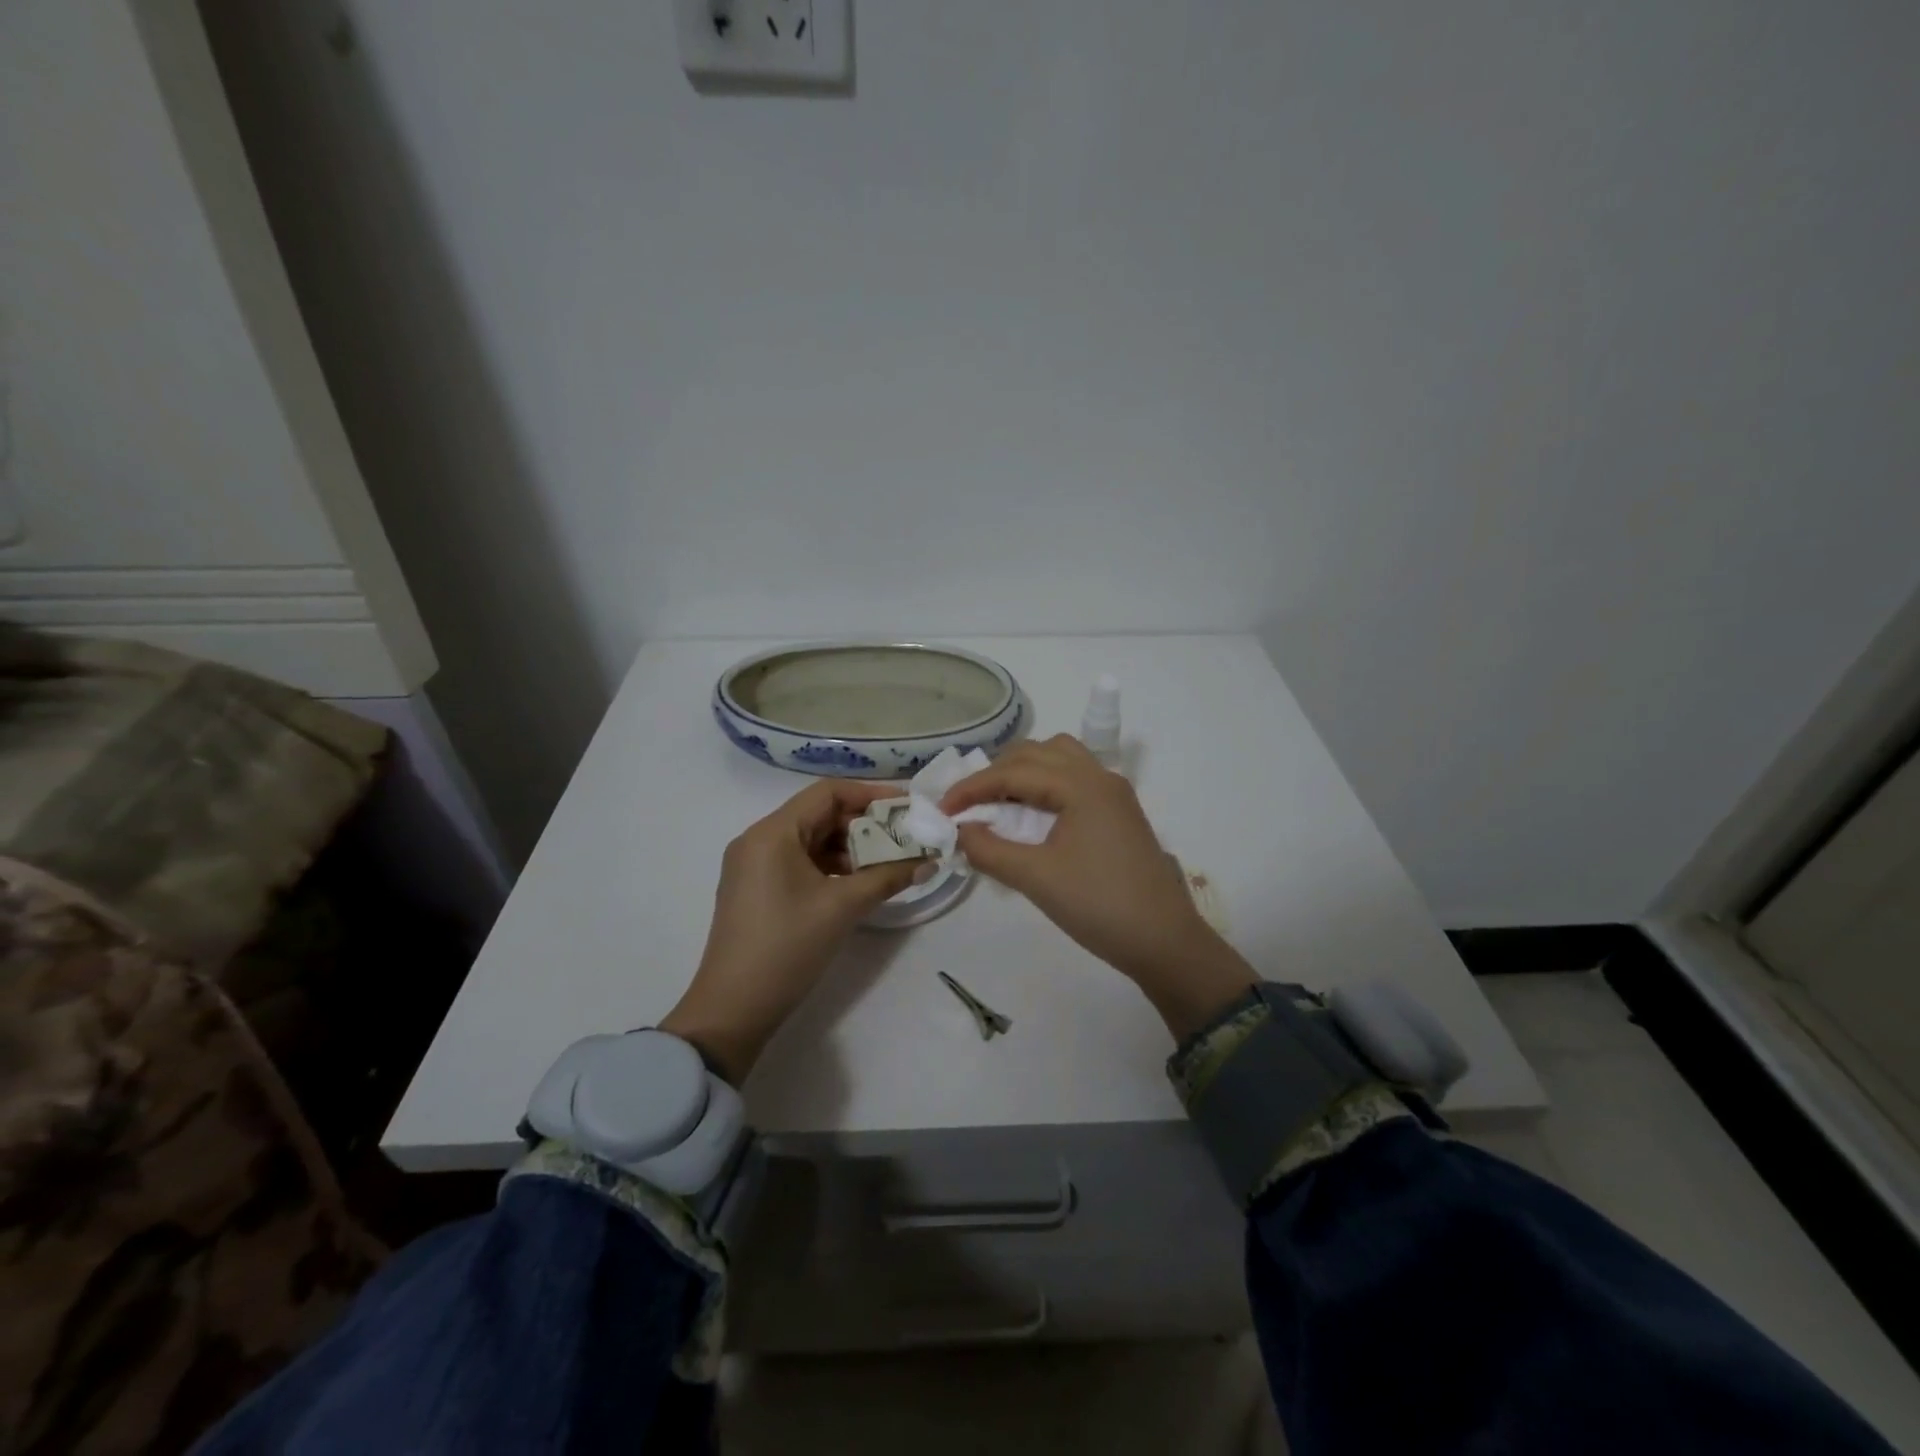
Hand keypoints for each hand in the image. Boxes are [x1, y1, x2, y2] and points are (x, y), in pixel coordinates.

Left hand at [659, 780, 925, 1082]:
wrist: (733, 1010)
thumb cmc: (787, 947)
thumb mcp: (843, 907)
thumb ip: (889, 877)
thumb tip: (930, 861)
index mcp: (772, 832)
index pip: (827, 793)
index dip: (870, 795)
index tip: (906, 807)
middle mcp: (758, 839)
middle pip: (819, 814)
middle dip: (864, 824)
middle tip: (904, 838)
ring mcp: (753, 865)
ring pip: (810, 839)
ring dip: (849, 847)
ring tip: (888, 863)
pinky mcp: (756, 888)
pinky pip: (799, 861)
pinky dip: (830, 865)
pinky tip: (858, 882)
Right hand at [943, 735, 1255, 1038]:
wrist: (1165, 942)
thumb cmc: (1099, 906)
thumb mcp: (1036, 878)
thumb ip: (990, 850)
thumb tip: (959, 831)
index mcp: (1082, 785)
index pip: (1015, 771)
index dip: (973, 787)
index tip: (943, 809)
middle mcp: (1100, 777)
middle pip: (1038, 752)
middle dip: (997, 772)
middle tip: (968, 803)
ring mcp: (1114, 793)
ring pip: (1060, 759)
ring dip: (1024, 772)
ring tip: (998, 802)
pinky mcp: (1119, 812)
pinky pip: (1074, 779)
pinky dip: (1045, 784)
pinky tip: (1032, 814)